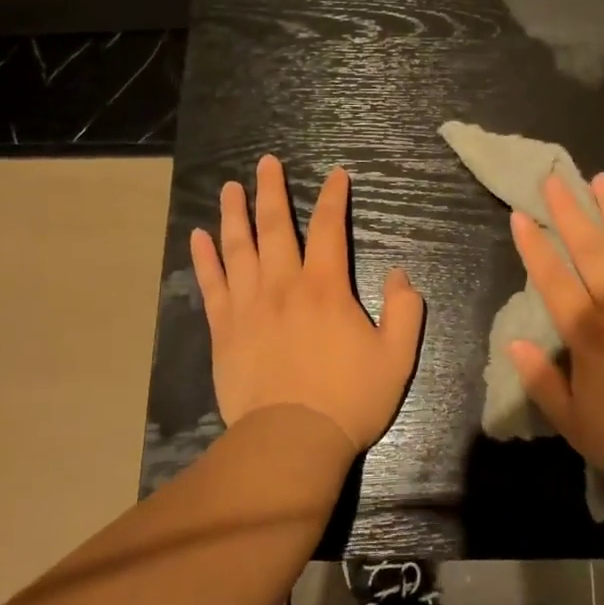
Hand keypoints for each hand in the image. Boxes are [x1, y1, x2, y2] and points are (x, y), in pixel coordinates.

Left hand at [190, 155, 423, 453]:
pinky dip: (204, 257)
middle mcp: (283, 285)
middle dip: (272, 190)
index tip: (336, 175)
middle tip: (267, 162)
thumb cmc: (348, 400)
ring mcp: (248, 305)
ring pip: (238, 247)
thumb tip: (399, 274)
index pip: (329, 228)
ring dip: (234, 213)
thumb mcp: (396, 358)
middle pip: (275, 226)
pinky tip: (198, 236)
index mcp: (325, 288)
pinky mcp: (223, 329)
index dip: (334, 197)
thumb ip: (404, 311)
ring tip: (231, 187)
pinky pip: (212, 284)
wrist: (291, 442)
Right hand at [506, 172, 603, 502]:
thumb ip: (543, 382)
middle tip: (556, 178)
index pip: (553, 280)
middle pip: (590, 249)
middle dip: (570, 212)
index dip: (534, 247)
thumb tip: (514, 343)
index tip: (520, 215)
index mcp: (588, 334)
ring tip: (602, 179)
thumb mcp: (577, 426)